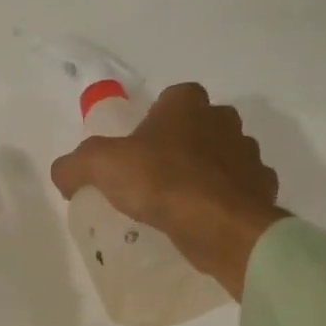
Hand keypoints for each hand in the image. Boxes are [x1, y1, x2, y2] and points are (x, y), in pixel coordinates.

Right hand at [50, 83, 284, 298]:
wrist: (220, 226)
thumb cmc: (161, 182)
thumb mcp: (100, 167)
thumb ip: (75, 165)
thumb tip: (64, 174)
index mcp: (188, 103)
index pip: (170, 99)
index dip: (153, 122)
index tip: (137, 151)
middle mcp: (224, 120)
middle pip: (197, 128)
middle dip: (180, 147)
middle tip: (153, 179)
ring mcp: (248, 155)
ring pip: (221, 159)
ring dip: (204, 175)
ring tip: (178, 204)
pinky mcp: (261, 190)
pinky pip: (237, 191)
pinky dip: (222, 201)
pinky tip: (202, 221)